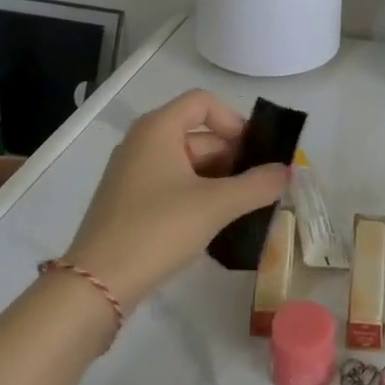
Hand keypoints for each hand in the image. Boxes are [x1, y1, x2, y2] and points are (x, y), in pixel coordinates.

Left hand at [60, 90, 289, 314]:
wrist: (98, 282)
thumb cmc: (158, 228)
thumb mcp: (216, 205)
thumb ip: (257, 185)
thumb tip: (286, 171)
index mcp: (158, 128)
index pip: (203, 102)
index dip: (234, 121)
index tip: (254, 153)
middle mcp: (142, 141)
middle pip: (197, 133)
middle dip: (231, 157)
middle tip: (257, 188)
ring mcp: (132, 171)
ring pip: (185, 161)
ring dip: (217, 179)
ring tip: (241, 208)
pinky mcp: (128, 199)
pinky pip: (170, 182)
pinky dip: (195, 193)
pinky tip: (212, 222)